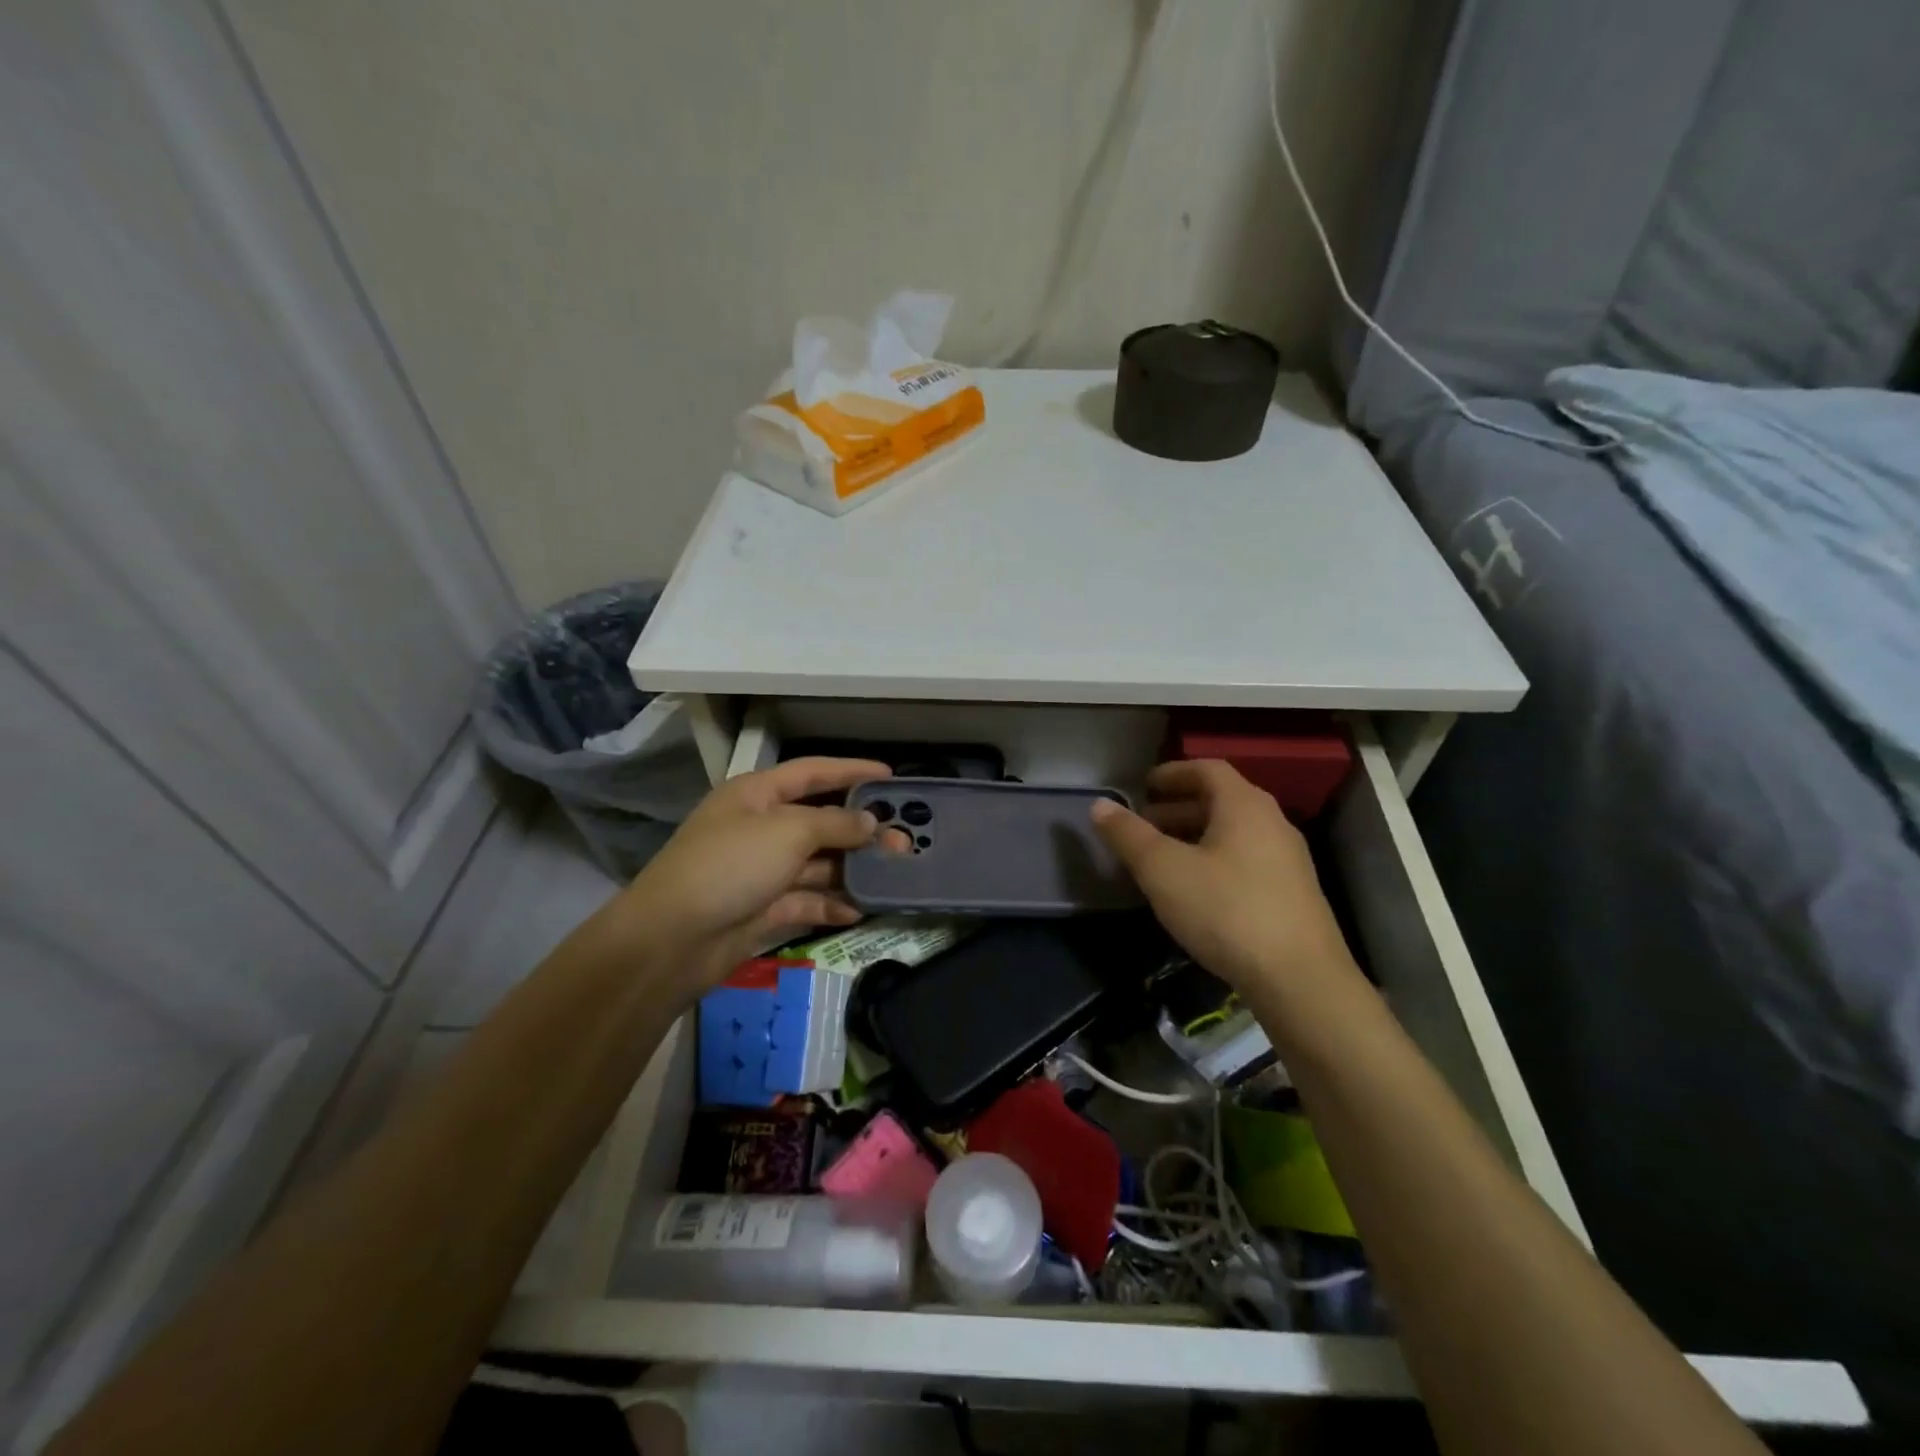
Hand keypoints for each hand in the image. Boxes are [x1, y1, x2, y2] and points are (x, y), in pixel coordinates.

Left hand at [617, 757, 901, 996]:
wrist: (673, 939)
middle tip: (904, 839)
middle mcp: (761, 828)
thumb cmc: (730, 865)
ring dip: (853, 868)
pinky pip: (807, 901)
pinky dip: (832, 904)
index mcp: (757, 795)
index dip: (851, 770)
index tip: (891, 776)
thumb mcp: (788, 831)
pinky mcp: (764, 909)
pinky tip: (861, 909)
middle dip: (861, 829)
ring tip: (894, 874)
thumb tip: (871, 822)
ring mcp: (762, 870)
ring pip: (818, 864)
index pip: (812, 772)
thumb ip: (836, 824)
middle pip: (820, 821)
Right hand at [1091, 760, 1358, 999]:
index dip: (1172, 772)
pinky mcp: (1293, 894)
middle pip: (1221, 800)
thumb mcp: (1163, 870)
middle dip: (1178, 808)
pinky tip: (1195, 891)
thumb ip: (1129, 835)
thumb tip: (1100, 805)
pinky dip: (1215, 860)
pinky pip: (1246, 860)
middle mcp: (1272, 823)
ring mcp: (1288, 860)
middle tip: (1144, 824)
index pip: (1207, 769)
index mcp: (1244, 805)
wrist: (1300, 979)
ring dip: (1195, 836)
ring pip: (1234, 833)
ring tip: (1163, 859)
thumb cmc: (1225, 910)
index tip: (1144, 786)